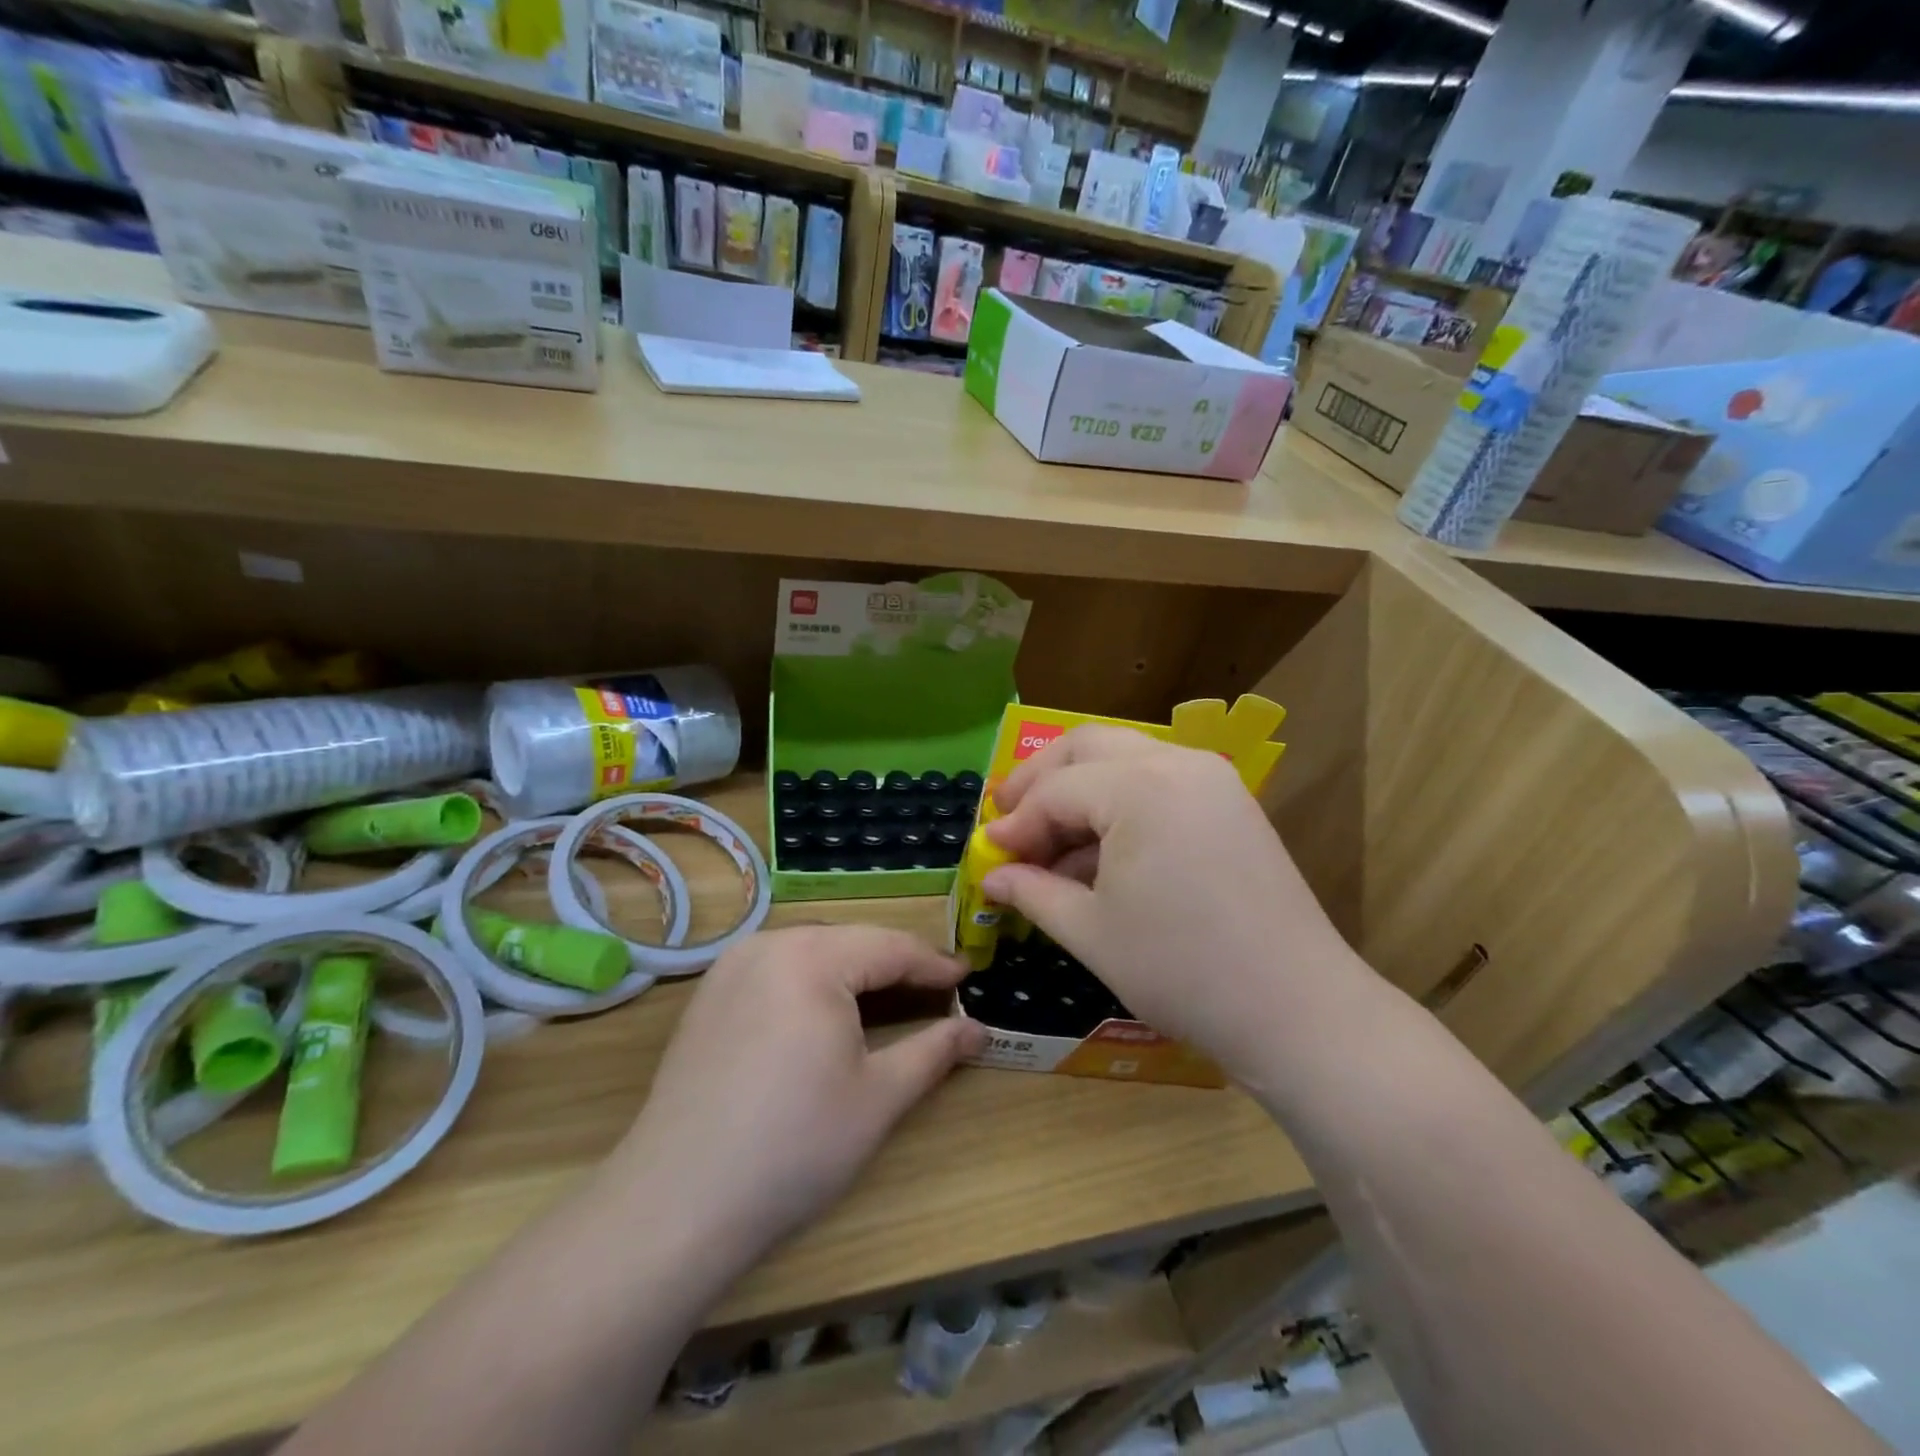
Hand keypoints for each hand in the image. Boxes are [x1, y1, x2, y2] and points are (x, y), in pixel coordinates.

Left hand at [612, 925, 985, 1268]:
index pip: (890, 947)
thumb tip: (980, 1030)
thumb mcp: (879, 1097)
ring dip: (854, 971)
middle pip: (850, 942)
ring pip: (812, 951)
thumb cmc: (794, 1146)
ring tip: (889, 998)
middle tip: (935, 991)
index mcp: (811, 957)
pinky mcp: (709, 995)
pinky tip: (825, 1013)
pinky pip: (777, 968)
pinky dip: (813, 982)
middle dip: (895, 965)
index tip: (969, 977)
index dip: (934, 965)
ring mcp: (731, 967)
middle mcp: (768, 944)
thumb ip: (934, 1052)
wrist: (676, 1204)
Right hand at [982, 726, 1367, 1086]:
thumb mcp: (1091, 931)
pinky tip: (1099, 853)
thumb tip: (992, 875)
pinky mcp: (1229, 803)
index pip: (1056, 791)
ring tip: (1050, 846)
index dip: (1015, 823)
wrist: (1296, 1009)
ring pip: (1124, 758)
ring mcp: (1211, 779)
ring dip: (1079, 790)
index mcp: (1139, 787)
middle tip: (1009, 819)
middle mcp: (1176, 763)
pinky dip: (1119, 804)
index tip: (987, 853)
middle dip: (1040, 780)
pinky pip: (1157, 782)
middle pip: (1087, 746)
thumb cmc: (1180, 970)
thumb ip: (1033, 892)